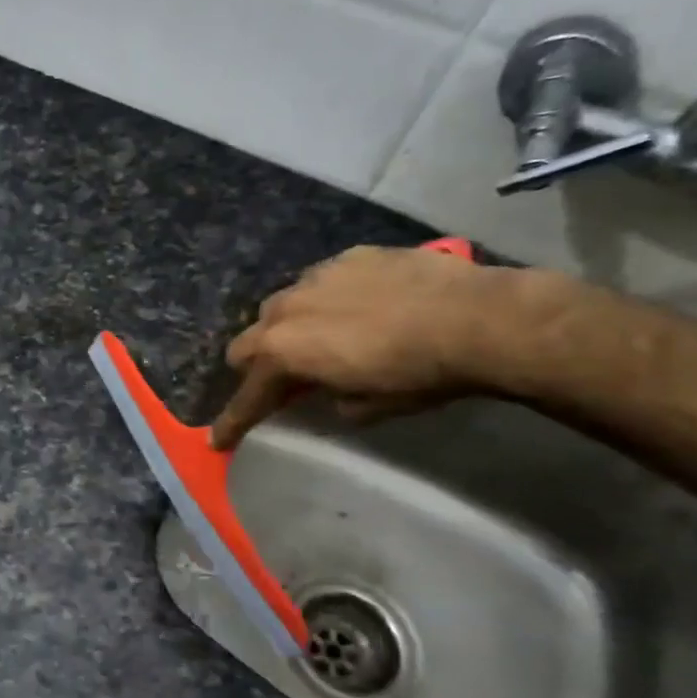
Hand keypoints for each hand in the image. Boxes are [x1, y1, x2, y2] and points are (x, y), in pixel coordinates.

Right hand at [211, 245, 520, 448]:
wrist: (477, 318)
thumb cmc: (416, 375)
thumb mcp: (366, 407)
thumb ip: (331, 399)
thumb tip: (329, 391)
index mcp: (282, 353)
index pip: (247, 396)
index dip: (233, 422)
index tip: (219, 440)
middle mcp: (285, 311)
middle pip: (246, 342)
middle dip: (256, 366)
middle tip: (283, 382)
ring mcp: (315, 277)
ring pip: (279, 306)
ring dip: (288, 328)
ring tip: (322, 338)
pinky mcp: (349, 257)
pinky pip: (319, 282)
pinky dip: (326, 301)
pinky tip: (360, 308)